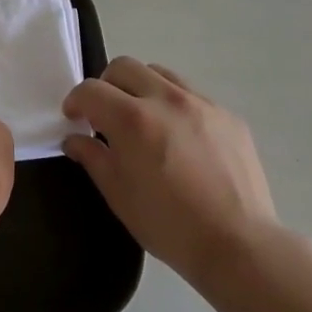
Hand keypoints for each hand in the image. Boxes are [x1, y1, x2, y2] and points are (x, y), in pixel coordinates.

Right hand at [62, 58, 277, 289]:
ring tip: (144, 121)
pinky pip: (192, 95)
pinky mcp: (228, 115)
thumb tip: (76, 140)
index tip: (75, 119)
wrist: (237, 244)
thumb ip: (92, 158)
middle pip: (125, 67)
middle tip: (106, 116)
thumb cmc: (168, 224)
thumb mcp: (118, 194)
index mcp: (133, 119)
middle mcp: (166, 99)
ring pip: (160, 74)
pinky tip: (180, 139)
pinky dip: (174, 106)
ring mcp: (202, 103)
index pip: (91, 90)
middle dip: (106, 86)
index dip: (76, 101)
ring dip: (141, 89)